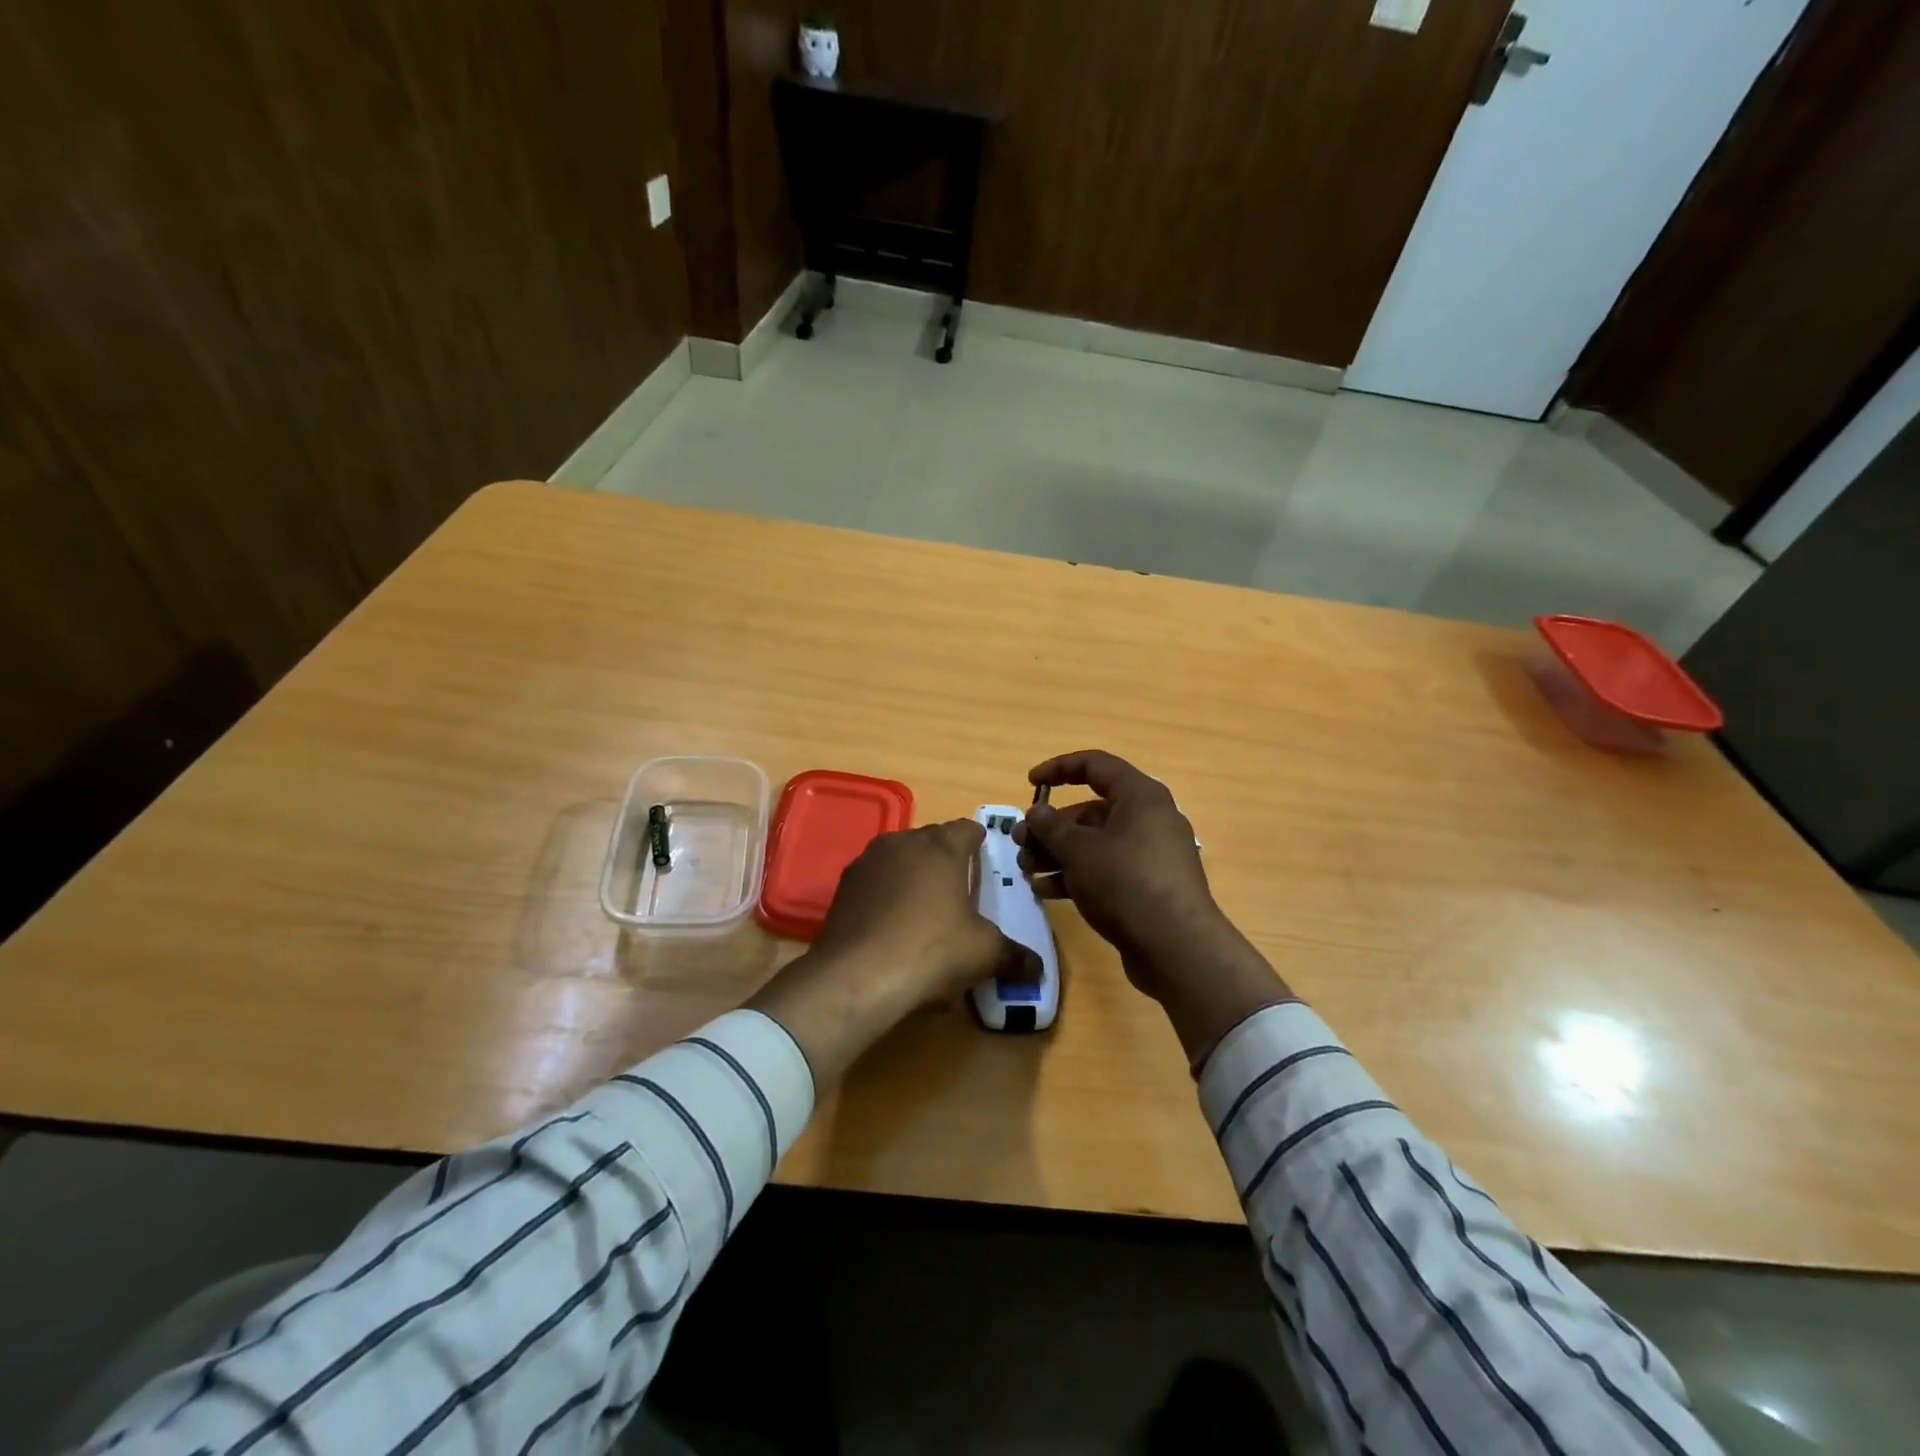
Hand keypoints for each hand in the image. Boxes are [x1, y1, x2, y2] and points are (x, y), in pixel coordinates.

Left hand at [749, 821, 1039, 1082]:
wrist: (856, 976)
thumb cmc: (931, 950)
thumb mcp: (984, 955)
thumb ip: (1014, 957)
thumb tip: (1037, 969)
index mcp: (941, 846)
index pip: (968, 828)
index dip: (980, 844)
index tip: (985, 863)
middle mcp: (903, 842)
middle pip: (933, 841)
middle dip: (947, 861)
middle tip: (959, 894)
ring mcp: (868, 861)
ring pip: (900, 859)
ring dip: (913, 877)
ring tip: (924, 914)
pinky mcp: (843, 886)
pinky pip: (875, 882)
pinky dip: (886, 897)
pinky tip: (891, 930)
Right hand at [1015, 750, 1222, 991]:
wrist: (1176, 947)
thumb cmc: (1125, 882)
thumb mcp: (1078, 850)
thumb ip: (1051, 826)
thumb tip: (1037, 811)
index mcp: (1140, 796)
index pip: (1095, 765)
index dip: (1059, 768)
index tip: (1030, 783)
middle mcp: (1150, 819)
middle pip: (1092, 810)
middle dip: (1051, 826)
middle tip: (1020, 842)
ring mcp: (1151, 855)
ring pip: (1096, 843)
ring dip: (1058, 853)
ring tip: (1026, 869)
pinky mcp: (1149, 886)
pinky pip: (1107, 869)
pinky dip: (1077, 875)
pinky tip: (1046, 890)